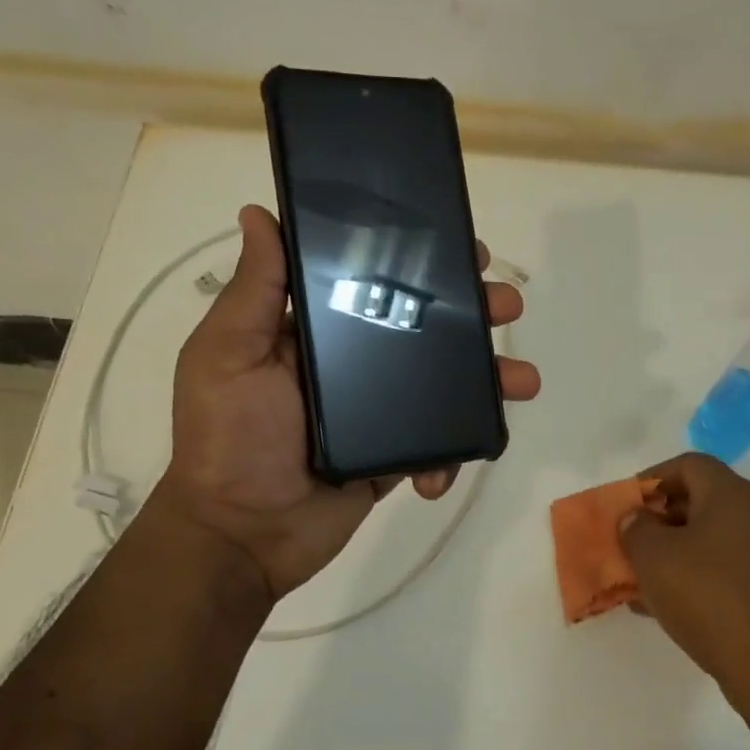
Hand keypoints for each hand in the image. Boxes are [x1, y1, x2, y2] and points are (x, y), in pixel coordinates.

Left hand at [158, 204, 540, 603]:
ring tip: (522, 381)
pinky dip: (452, 453)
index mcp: (318, 330)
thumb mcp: (227, 354)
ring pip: (445, 383)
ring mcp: (379, 410)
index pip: (378, 281)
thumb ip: (254, 290)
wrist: (242, 535)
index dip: (421, 261)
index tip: (460, 248)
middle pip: (425, 327)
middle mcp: (355, 362)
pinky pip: (439, 443)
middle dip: (473, 312)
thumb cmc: (228, 437)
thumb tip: (258, 213)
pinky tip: (443, 469)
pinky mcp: (395, 454)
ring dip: (489, 378)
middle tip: (505, 305)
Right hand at [621, 453, 749, 703]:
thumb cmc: (710, 598)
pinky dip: (696, 578)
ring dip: (674, 554)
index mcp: (731, 494)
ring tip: (642, 581)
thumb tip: (637, 518)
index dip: (651, 478)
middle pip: (699, 501)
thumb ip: (636, 528)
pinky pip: (726, 570)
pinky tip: (669, 608)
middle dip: (659, 521)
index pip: (687, 464)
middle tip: (631, 544)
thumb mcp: (654, 558)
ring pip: (710, 540)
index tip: (626, 506)